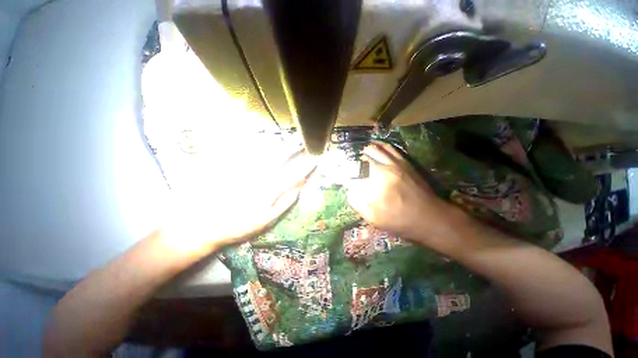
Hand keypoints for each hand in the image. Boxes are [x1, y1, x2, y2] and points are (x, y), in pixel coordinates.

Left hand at [163, 149, 316, 254]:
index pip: (294, 173)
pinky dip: (259, 143)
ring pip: (265, 149)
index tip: (317, 157)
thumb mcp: (266, 221)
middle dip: (295, 147)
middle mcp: (259, 174)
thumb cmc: (237, 226)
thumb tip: (300, 188)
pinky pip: (248, 149)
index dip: (307, 165)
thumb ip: (285, 203)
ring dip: (279, 143)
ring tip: (288, 140)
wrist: (201, 223)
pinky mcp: (231, 163)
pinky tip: (263, 141)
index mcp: (270, 189)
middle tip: (303, 142)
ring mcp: (244, 167)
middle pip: (281, 155)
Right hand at [347, 142, 458, 241]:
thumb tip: (350, 189)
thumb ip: (357, 202)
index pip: (351, 174)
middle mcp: (382, 169)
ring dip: (362, 152)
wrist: (430, 217)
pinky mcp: (403, 162)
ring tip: (357, 156)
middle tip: (347, 166)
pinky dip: (377, 146)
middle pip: (360, 158)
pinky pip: (388, 148)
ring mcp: (394, 163)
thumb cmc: (400, 221)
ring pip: (373, 149)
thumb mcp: (374, 218)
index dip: (343, 174)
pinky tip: (372, 147)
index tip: (340, 176)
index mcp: (373, 185)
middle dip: (351, 161)